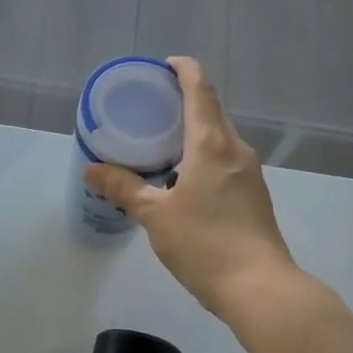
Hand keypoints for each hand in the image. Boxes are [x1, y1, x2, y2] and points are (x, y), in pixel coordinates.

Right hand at [84, 56, 299, 317]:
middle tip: (149, 107)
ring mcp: (250, 172)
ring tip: (159, 142)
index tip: (163, 65)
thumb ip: (124, 188)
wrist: (259, 288)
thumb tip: (92, 170)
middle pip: (211, 111)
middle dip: (183, 102)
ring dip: (192, 132)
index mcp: (212, 144)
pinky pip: (225, 160)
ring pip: (219, 138)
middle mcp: (236, 149)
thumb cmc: (205, 243)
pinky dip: (202, 155)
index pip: (200, 90)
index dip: (184, 70)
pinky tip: (181, 177)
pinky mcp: (253, 195)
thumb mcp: (156, 215)